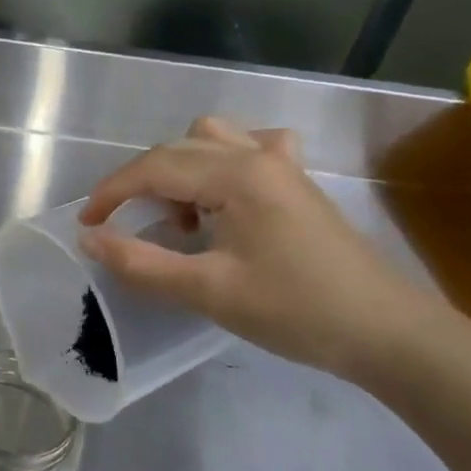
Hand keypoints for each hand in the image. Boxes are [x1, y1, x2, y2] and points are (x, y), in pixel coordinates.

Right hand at [77, 117, 442, 382]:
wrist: (384, 331)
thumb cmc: (295, 310)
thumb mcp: (207, 291)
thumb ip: (141, 263)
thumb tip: (90, 239)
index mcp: (236, 175)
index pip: (154, 167)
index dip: (111, 193)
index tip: (86, 225)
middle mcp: (257, 155)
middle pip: (178, 149)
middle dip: (139, 183)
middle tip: (122, 227)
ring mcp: (282, 164)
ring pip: (212, 139)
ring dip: (180, 168)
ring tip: (179, 216)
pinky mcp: (297, 183)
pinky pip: (250, 149)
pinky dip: (221, 163)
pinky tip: (223, 197)